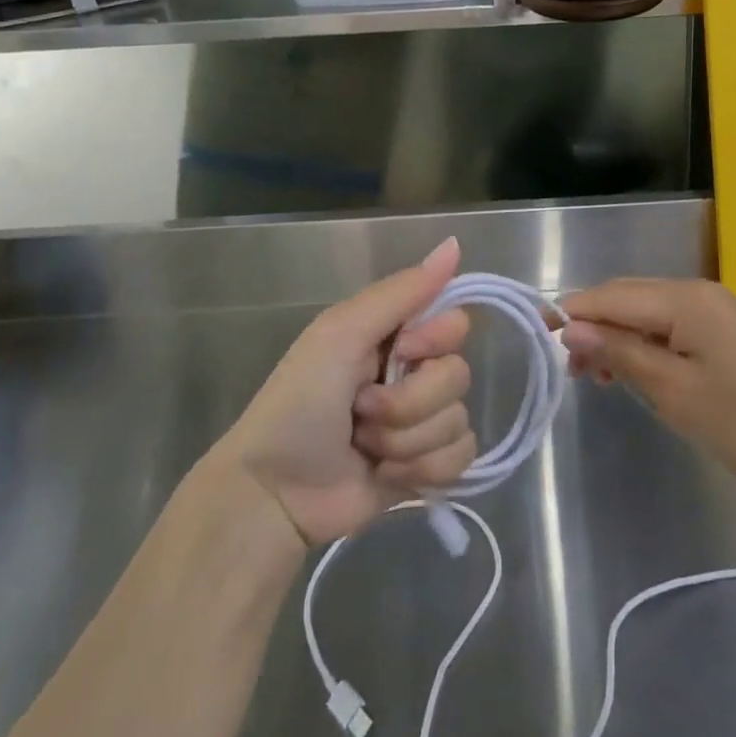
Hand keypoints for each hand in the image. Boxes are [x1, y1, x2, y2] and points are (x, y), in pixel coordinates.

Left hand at [225, 238, 476, 545]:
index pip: (455, 323)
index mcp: (394, 336)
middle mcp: (412, 374)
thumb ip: (401, 291)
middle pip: (459, 375)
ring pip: (458, 420)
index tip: (402, 353)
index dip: (436, 341)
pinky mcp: (426, 468)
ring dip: (407, 440)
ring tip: (365, 447)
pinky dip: (423, 469)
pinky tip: (386, 474)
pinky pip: (461, 458)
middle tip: (364, 410)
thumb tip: (455, 244)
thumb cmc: (299, 403)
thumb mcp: (342, 333)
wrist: (274, 493)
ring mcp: (421, 423)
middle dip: (410, 402)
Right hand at [560, 278, 735, 489]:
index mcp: (683, 299)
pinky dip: (643, 343)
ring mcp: (711, 308)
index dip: (573, 312)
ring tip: (599, 377)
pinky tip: (633, 371)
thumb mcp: (673, 391)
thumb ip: (621, 351)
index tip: (537, 334)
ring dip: (617, 336)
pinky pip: (668, 325)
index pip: (612, 295)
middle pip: (627, 297)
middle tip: (571, 369)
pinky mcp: (721, 329)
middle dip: (593, 325)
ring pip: (645, 311)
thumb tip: (571, 327)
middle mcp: (695, 291)